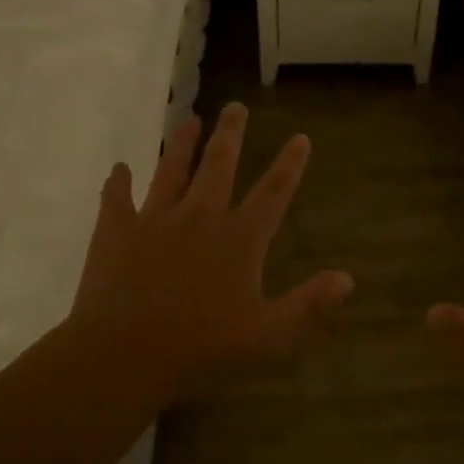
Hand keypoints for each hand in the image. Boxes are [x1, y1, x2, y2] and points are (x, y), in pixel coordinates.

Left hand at [68, 102, 353, 407]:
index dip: (290, 164)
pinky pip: (116, 199)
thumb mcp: (268, 337)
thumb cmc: (200, 350)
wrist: (122, 357)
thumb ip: (308, 304)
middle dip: (231, 133)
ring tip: (189, 120)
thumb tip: (347, 278)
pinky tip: (119, 168)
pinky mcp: (116, 232)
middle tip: (235, 106)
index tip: (300, 137)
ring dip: (182, 144)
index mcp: (239, 239)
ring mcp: (155, 220)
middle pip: (219, 164)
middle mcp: (200, 217)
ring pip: (171, 170)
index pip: (273, 192)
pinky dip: (117, 183)